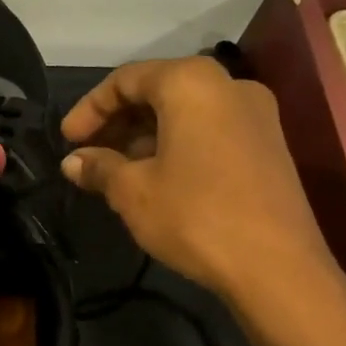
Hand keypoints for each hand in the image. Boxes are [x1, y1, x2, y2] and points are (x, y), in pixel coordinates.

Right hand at [60, 57, 342, 304]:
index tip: (67, 141)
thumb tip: (72, 162)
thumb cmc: (195, 215)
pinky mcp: (268, 145)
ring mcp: (256, 114)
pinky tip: (156, 178)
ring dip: (145, 136)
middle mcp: (228, 85)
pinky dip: (176, 145)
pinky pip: (209, 130)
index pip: (126, 79)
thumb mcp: (133, 192)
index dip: (89, 109)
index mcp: (191, 82)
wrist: (277, 267)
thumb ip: (99, 167)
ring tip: (116, 171)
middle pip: (159, 90)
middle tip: (88, 155)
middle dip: (117, 122)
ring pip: (185, 112)